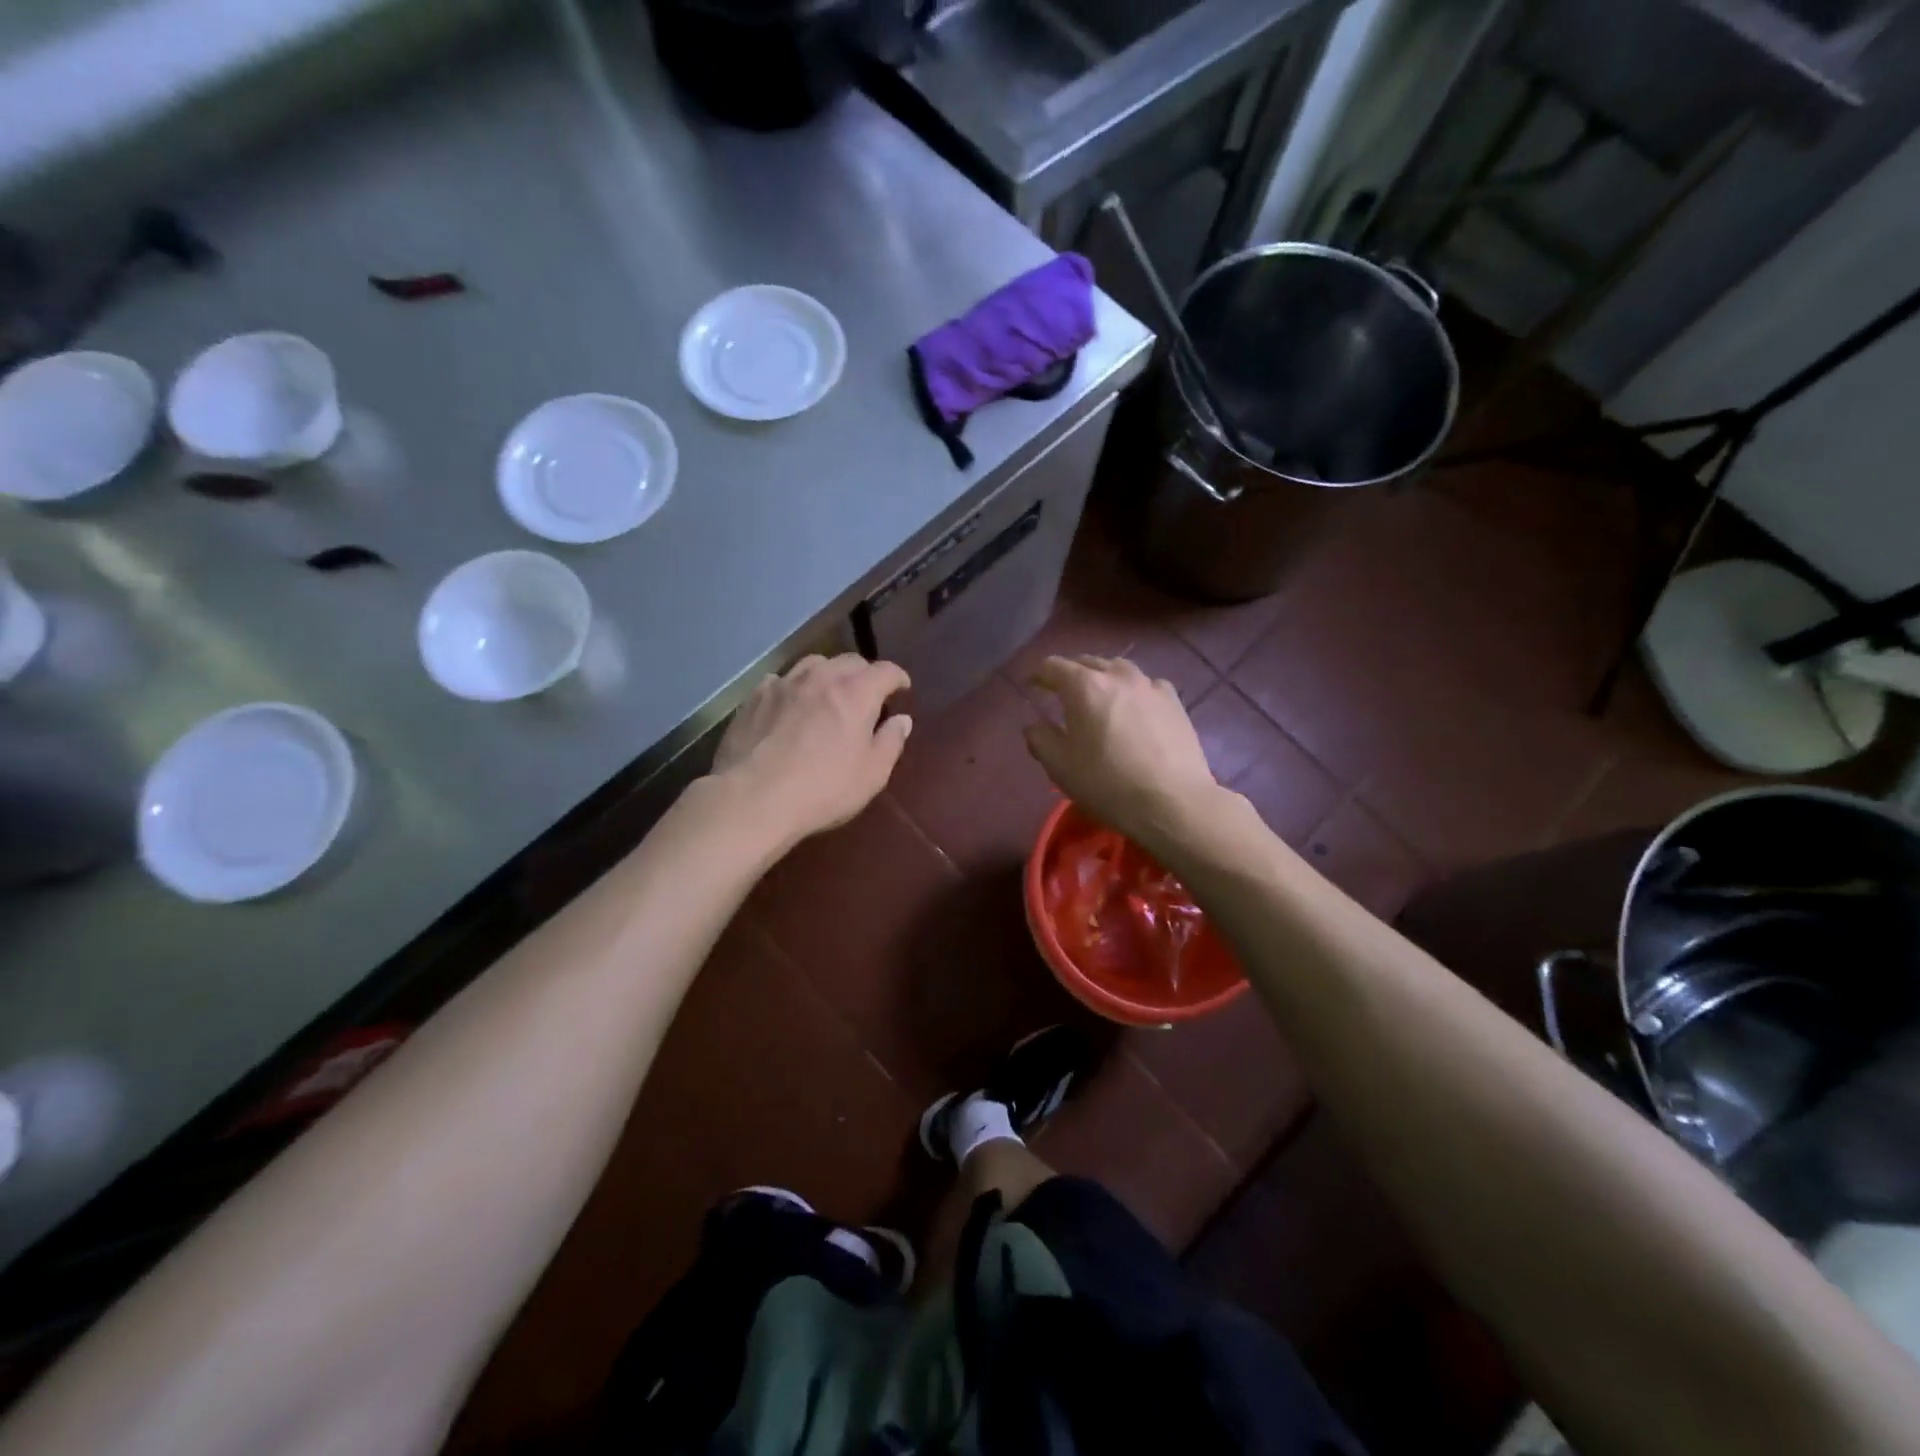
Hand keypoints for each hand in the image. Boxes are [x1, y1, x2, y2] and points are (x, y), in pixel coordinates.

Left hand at [710, 654, 912, 847]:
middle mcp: (821, 678)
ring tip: (828, 694)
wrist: (754, 799)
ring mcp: (784, 684)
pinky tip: (790, 705)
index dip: (898, 678)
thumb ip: (891, 742)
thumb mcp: (872, 775)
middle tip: (867, 695)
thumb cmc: (823, 789)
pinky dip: (793, 687)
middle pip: (850, 660)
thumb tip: (902, 720)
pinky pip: (781, 680)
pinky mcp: (755, 697)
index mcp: (856, 693)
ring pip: (814, 664)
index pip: (886, 671)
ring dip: (828, 674)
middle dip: (864, 674)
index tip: (902, 689)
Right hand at [1023, 655, 1221, 854]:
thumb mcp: (1060, 766)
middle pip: (1087, 662)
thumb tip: (1035, 726)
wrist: (1172, 802)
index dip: (1038, 675)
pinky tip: (1135, 710)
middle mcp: (1117, 675)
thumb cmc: (1107, 783)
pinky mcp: (1174, 701)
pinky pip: (1146, 685)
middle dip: (1070, 674)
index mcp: (1083, 686)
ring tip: (1100, 698)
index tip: (1033, 688)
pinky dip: (1133, 691)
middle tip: (1062, 694)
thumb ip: (1040, 739)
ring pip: (1119, 669)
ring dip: (1103, 678)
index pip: (1052, 666)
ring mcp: (1150, 685)